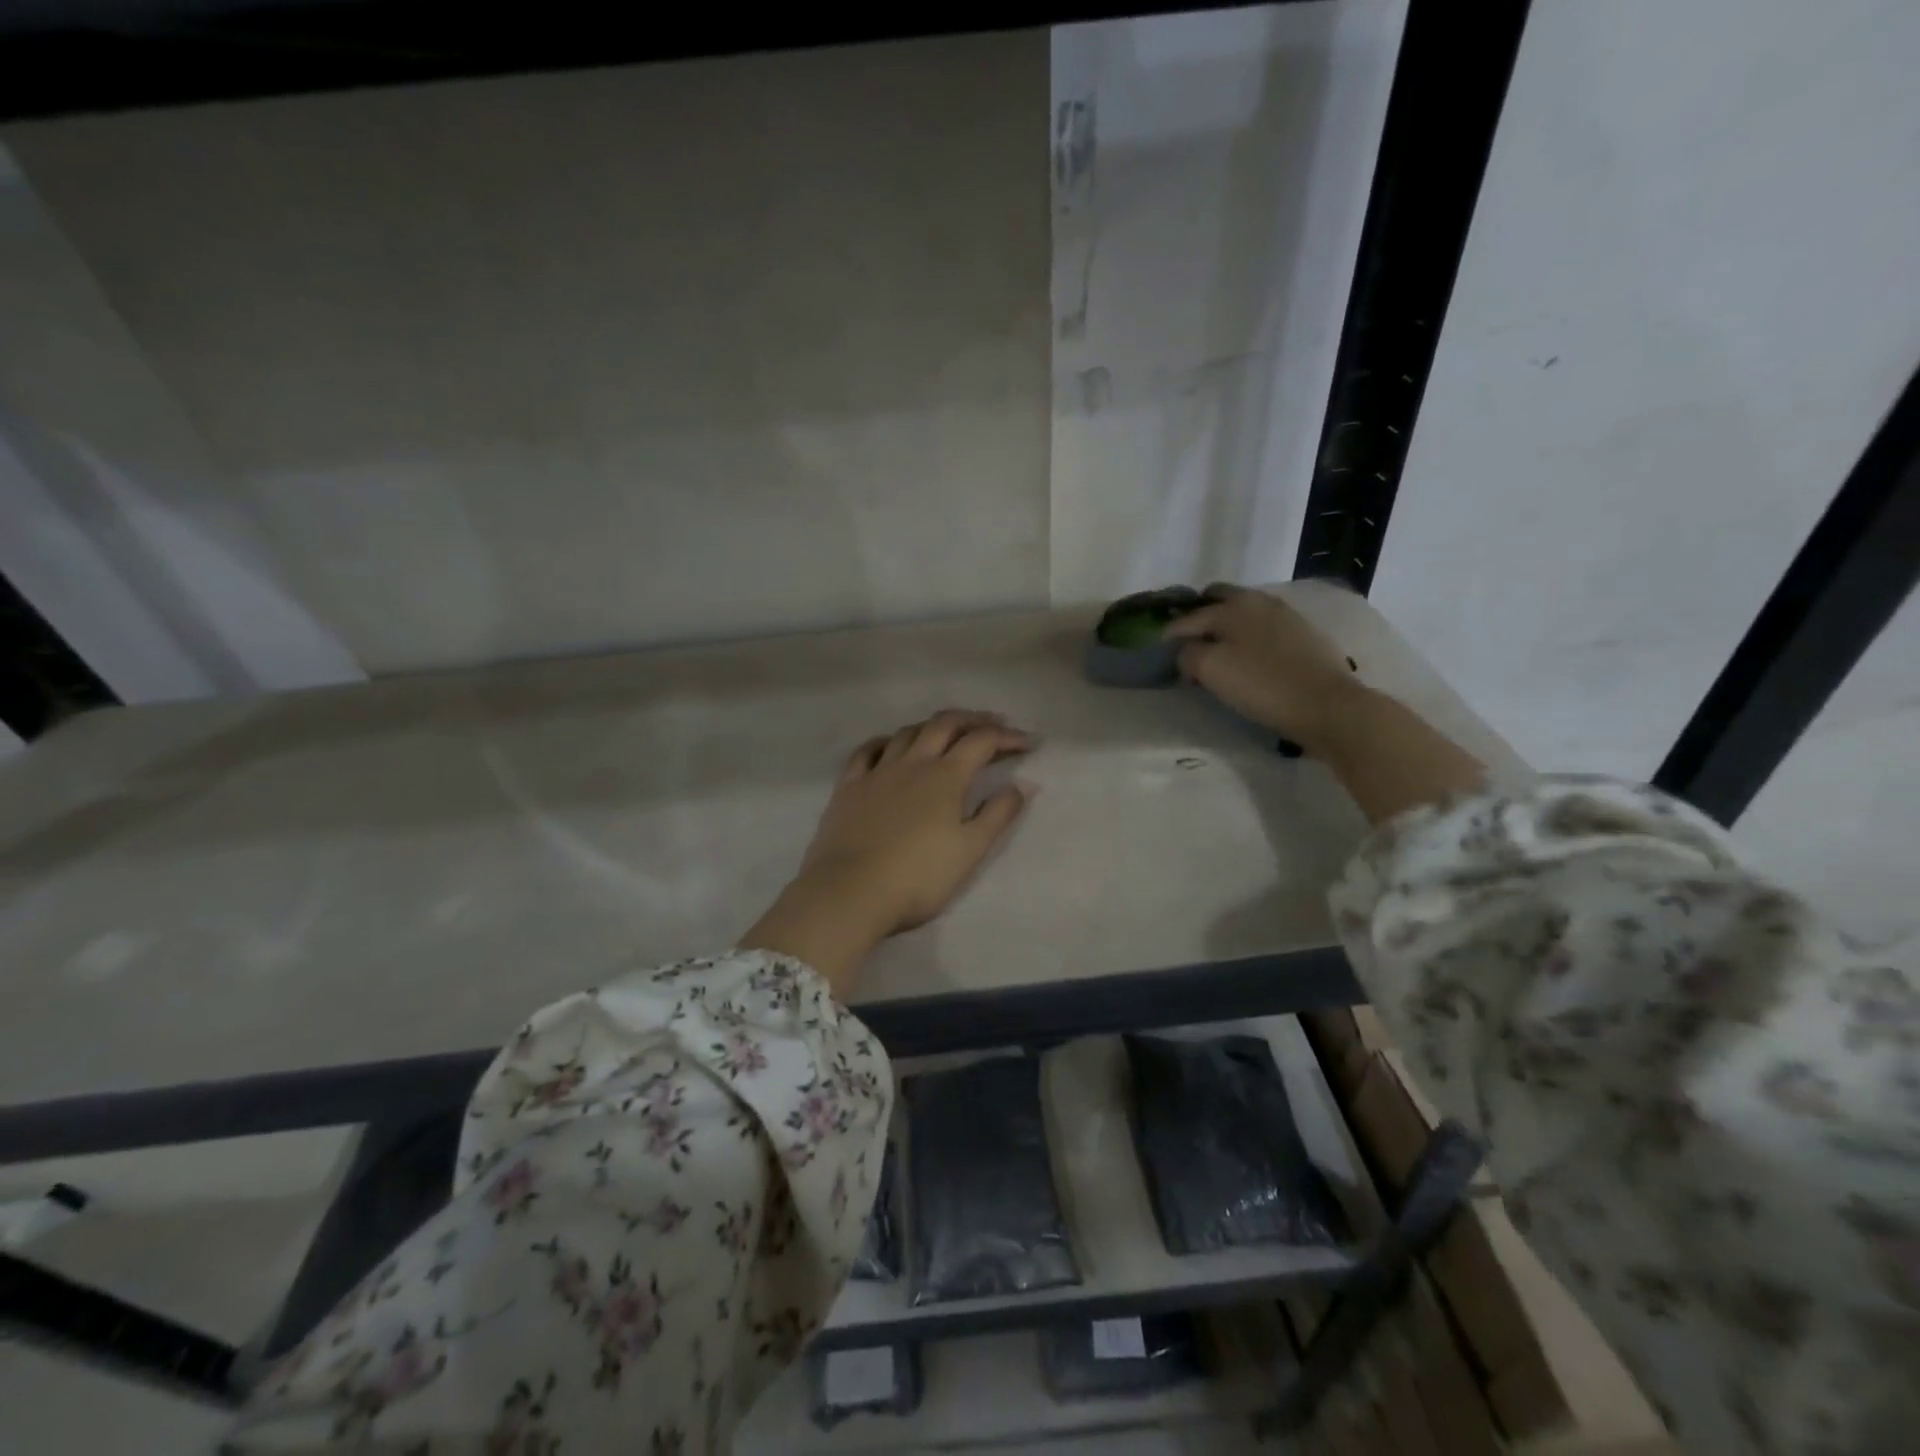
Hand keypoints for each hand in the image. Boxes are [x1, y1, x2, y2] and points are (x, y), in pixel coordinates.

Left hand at [741, 710, 1034, 995]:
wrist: (850, 892)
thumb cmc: (918, 877)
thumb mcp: (970, 851)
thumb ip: (998, 814)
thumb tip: (1023, 785)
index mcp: (945, 777)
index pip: (982, 742)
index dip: (1007, 737)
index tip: (1028, 742)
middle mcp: (912, 763)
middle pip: (944, 725)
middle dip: (973, 719)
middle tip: (993, 723)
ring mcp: (877, 772)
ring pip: (907, 732)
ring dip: (932, 725)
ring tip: (947, 731)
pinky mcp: (849, 786)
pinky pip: (867, 751)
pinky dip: (885, 741)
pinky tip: (890, 745)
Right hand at [1162, 584, 1360, 751]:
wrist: (1327, 705)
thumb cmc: (1261, 685)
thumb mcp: (1210, 670)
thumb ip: (1187, 654)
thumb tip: (1186, 652)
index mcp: (1232, 604)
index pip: (1187, 618)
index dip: (1169, 637)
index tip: (1160, 655)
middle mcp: (1258, 601)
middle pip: (1217, 602)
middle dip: (1199, 620)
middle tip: (1188, 648)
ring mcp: (1285, 615)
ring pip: (1243, 615)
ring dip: (1225, 629)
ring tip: (1217, 656)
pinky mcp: (1304, 635)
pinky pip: (1264, 630)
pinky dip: (1249, 639)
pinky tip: (1249, 660)